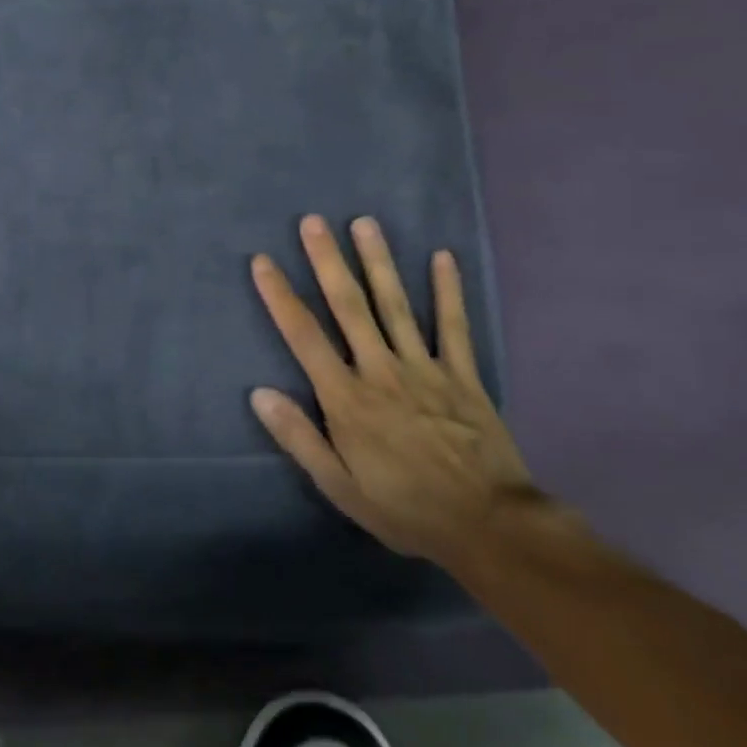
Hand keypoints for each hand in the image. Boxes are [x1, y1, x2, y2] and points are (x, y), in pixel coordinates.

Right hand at [249, 215, 538, 564]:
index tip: (263, 261)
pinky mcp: (463, 376)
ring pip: (396, 305)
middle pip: (349, 307)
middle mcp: (381, 371)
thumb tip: (259, 393)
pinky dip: (448, 291)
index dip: (280, 296)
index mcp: (347, 399)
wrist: (486, 525)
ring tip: (364, 223)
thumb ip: (299, 437)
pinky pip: (454, 327)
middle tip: (313, 222)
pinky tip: (442, 258)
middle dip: (328, 262)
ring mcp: (425, 369)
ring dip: (378, 262)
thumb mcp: (338, 486)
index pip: (304, 337)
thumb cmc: (403, 508)